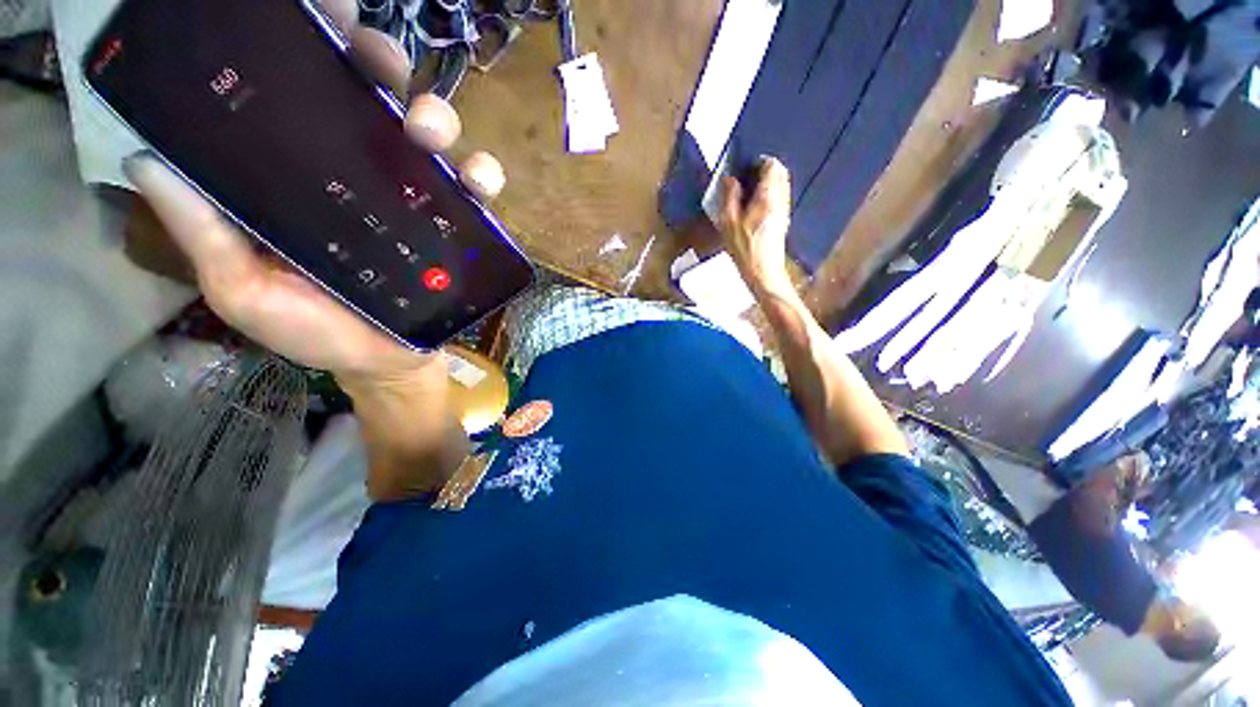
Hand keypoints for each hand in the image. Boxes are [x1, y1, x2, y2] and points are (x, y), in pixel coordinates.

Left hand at [122, 3, 505, 383]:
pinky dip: (483, 176)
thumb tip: (148, 160)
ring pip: (434, 135)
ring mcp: (418, 200)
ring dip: (437, 117)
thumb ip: (205, 234)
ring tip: (427, 133)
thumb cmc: (316, 330)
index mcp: (307, 176)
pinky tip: (478, 182)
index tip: (317, 18)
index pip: (307, 96)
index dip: (313, 48)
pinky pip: (478, 191)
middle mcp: (365, 174)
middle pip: (377, 96)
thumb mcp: (245, 288)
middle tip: (377, 62)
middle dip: (380, 64)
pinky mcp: (459, 228)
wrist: (385, 362)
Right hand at [719, 156, 792, 295]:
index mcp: (769, 196)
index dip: (758, 162)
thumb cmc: (745, 248)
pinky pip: (779, 198)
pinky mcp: (783, 222)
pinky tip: (755, 208)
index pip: (772, 166)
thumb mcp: (729, 223)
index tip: (744, 168)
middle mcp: (781, 199)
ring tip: (748, 193)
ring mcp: (784, 211)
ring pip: (781, 186)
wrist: (763, 272)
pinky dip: (770, 195)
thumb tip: (729, 178)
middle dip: (765, 170)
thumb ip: (730, 197)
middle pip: (780, 173)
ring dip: (768, 183)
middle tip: (746, 178)